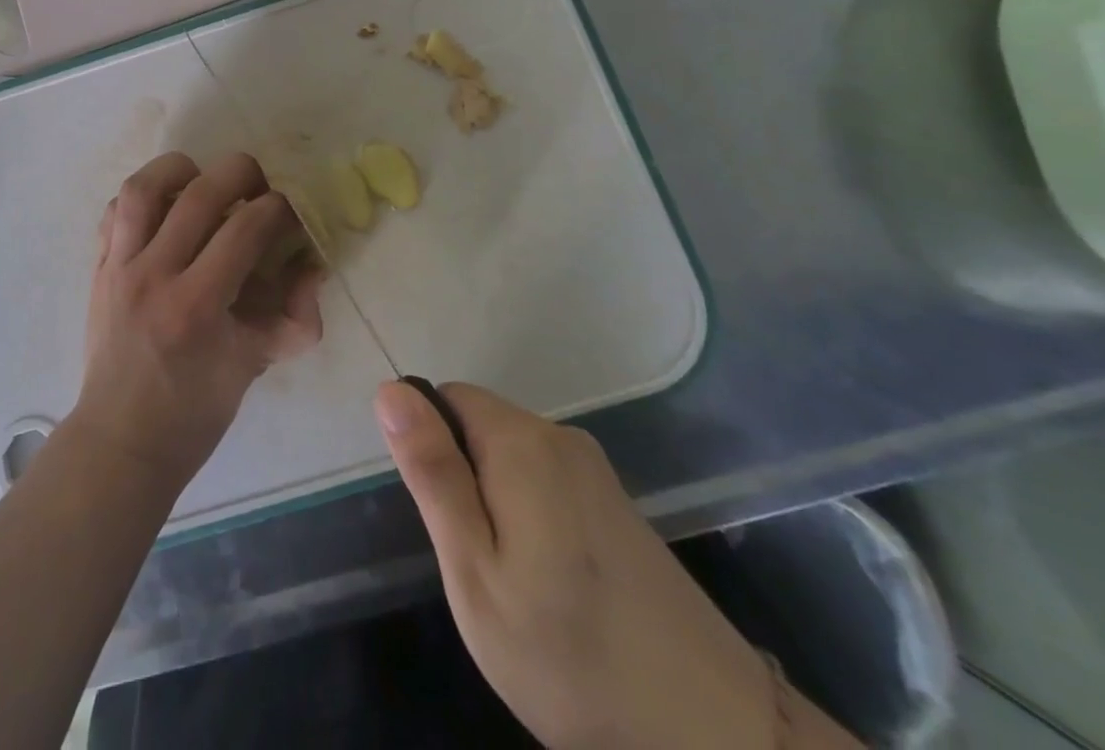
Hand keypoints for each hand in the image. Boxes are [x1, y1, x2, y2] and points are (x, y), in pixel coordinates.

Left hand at [72, 152, 323, 491]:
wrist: (121, 439)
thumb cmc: (193, 411)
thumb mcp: (254, 365)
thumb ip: (295, 317)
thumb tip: (312, 265)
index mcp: (197, 305)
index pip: (246, 229)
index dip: (279, 209)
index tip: (290, 213)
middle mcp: (154, 275)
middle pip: (199, 193)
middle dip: (241, 173)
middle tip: (258, 185)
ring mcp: (119, 267)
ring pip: (143, 188)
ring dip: (179, 169)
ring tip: (203, 179)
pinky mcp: (98, 267)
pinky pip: (114, 211)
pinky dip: (142, 197)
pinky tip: (164, 208)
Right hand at [376, 381, 827, 749]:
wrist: (714, 738)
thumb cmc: (571, 656)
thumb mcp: (475, 571)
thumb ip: (432, 473)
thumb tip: (390, 389)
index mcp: (522, 441)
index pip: (447, 398)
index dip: (432, 449)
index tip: (447, 520)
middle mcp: (562, 438)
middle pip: (481, 426)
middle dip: (464, 480)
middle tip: (479, 565)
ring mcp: (597, 472)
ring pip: (512, 458)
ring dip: (497, 504)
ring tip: (517, 585)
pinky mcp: (619, 507)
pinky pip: (547, 484)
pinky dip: (532, 519)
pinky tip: (556, 589)